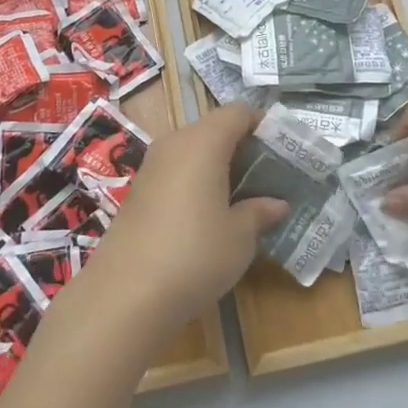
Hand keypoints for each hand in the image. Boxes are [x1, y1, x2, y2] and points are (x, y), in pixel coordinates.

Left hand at [79, 104, 288, 338]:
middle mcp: (175, 143)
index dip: (262, 125)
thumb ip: (259, 212)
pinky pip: (176, 172)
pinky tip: (209, 215)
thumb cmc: (194, 254)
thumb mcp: (239, 236)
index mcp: (203, 141)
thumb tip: (277, 204)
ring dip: (218, 167)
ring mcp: (151, 167)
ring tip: (243, 198)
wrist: (124, 295)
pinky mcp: (138, 192)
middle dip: (242, 148)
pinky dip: (196, 182)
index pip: (238, 113)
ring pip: (193, 151)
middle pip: (214, 129)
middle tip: (268, 177)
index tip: (283, 150)